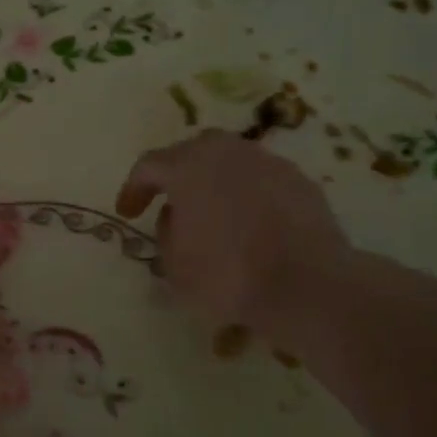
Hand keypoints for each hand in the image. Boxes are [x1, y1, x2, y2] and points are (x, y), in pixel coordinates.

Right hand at [115, 131, 354, 346]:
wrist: (309, 285)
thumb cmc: (228, 275)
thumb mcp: (174, 265)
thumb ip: (165, 233)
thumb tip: (175, 217)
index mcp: (188, 166)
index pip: (149, 165)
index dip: (133, 188)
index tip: (127, 213)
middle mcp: (227, 152)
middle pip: (192, 151)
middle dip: (176, 174)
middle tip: (169, 202)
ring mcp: (268, 163)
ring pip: (230, 161)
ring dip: (214, 181)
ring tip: (212, 212)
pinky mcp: (300, 181)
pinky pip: (260, 179)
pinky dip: (247, 194)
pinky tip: (250, 223)